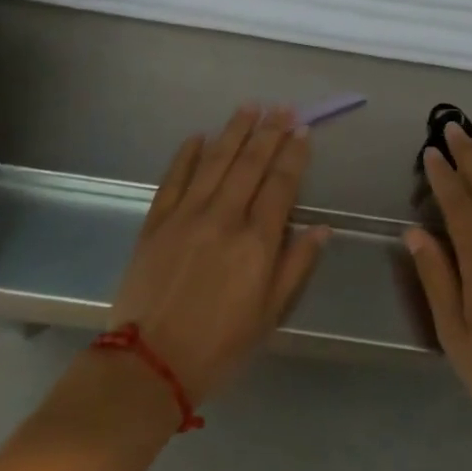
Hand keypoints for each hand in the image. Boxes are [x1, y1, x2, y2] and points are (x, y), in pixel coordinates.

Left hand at [108, 105, 330, 404]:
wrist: (149, 363)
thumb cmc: (219, 346)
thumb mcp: (269, 315)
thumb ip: (296, 266)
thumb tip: (322, 229)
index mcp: (256, 242)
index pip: (280, 185)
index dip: (294, 155)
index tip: (303, 131)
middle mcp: (223, 217)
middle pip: (250, 164)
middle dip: (268, 132)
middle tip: (282, 107)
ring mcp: (185, 215)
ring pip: (214, 161)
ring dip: (233, 131)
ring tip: (249, 106)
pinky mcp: (156, 221)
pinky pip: (173, 178)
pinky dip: (186, 155)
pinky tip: (198, 136)